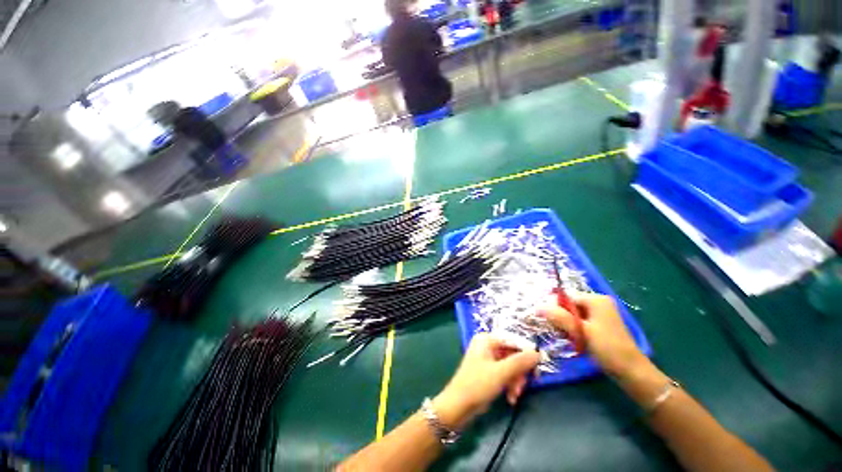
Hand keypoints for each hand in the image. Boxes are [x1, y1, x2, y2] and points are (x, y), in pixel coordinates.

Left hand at [432, 333, 539, 428]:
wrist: (459, 406)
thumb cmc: (477, 384)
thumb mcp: (501, 373)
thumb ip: (520, 362)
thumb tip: (538, 353)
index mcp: (487, 339)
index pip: (513, 340)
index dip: (527, 353)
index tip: (538, 367)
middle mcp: (488, 345)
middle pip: (513, 354)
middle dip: (520, 372)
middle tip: (523, 386)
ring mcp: (488, 358)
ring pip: (512, 366)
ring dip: (516, 381)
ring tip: (515, 395)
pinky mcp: (490, 371)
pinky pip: (506, 374)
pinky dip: (511, 385)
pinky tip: (511, 398)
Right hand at [539, 293, 645, 378]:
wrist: (632, 371)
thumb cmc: (608, 349)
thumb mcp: (582, 332)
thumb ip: (560, 317)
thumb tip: (538, 306)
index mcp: (595, 300)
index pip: (566, 297)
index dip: (555, 307)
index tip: (549, 322)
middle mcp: (597, 302)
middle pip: (569, 304)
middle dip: (561, 317)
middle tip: (560, 332)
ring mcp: (599, 313)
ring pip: (572, 314)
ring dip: (566, 325)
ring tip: (567, 337)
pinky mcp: (599, 324)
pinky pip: (579, 321)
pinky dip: (574, 329)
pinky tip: (573, 340)